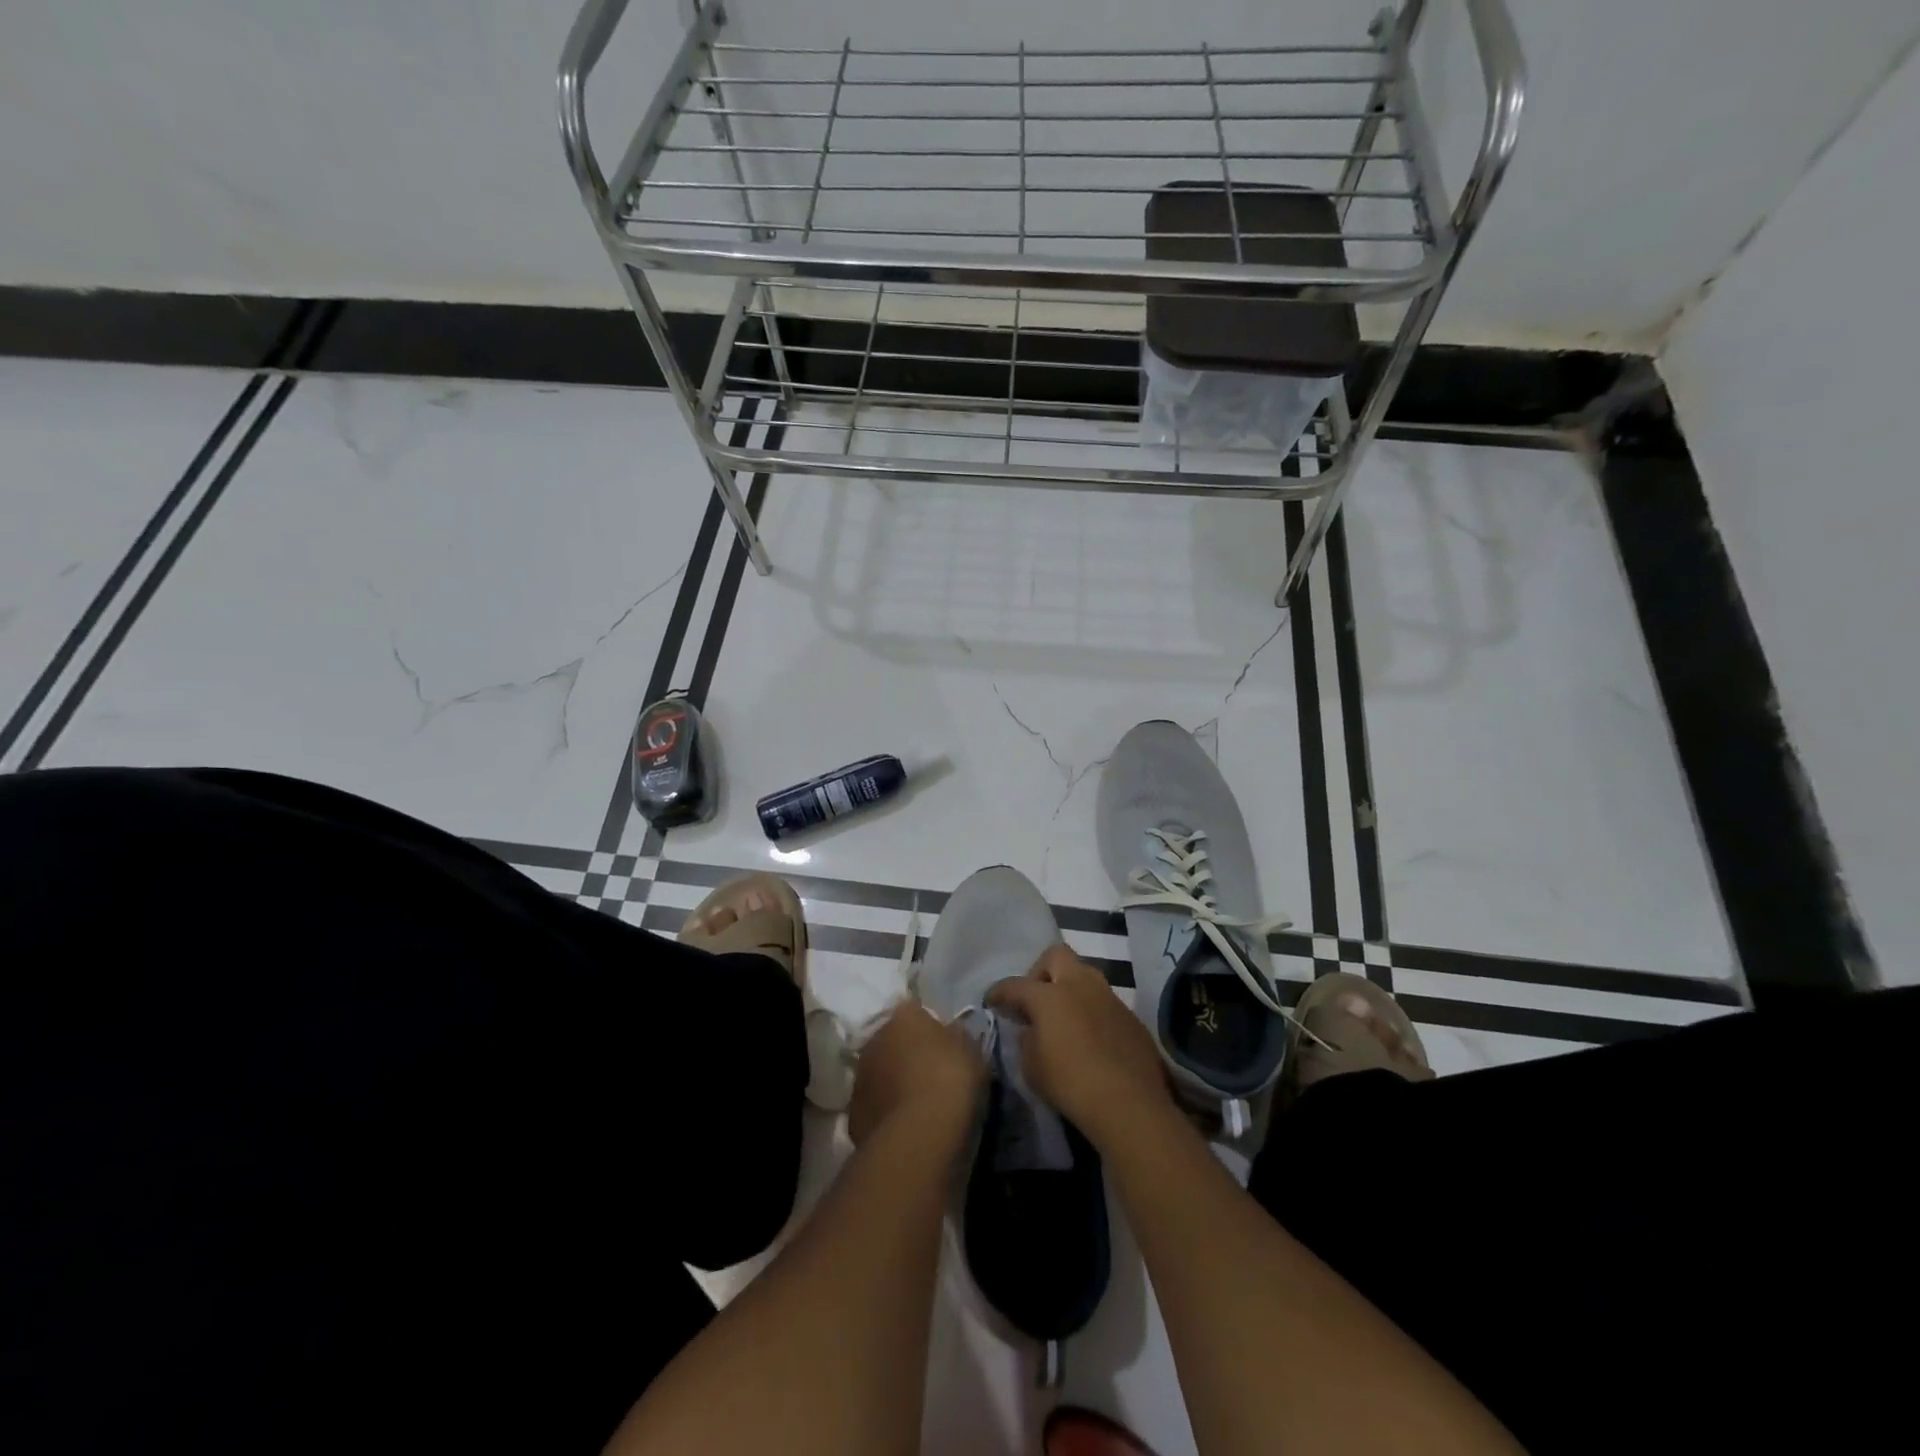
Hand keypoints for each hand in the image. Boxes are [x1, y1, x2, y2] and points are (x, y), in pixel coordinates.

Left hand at [847, 1002, 984, 1147]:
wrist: (918, 1135)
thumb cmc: (950, 1081)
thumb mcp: (970, 1052)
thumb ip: (957, 1037)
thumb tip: (951, 1033)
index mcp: (904, 1017)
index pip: (914, 1012)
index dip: (928, 1028)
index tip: (942, 1045)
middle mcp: (875, 1039)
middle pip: (892, 1041)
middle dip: (906, 1053)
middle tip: (929, 1074)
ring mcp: (860, 1077)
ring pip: (879, 1073)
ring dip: (892, 1082)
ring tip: (916, 1105)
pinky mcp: (853, 1113)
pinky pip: (874, 1105)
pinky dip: (885, 1111)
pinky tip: (904, 1127)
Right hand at [987, 945, 1172, 1147]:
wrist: (1129, 1104)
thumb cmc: (1071, 1085)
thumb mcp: (1032, 1068)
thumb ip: (1026, 1041)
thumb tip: (1030, 1030)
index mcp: (1049, 996)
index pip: (1016, 985)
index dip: (999, 992)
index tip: (992, 1001)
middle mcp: (1080, 985)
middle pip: (1056, 956)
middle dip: (1040, 972)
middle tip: (1035, 999)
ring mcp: (1109, 997)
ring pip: (1084, 976)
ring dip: (1069, 988)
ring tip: (1063, 1017)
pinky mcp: (1130, 1016)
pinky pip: (1104, 1001)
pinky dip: (1090, 1010)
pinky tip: (1090, 1037)